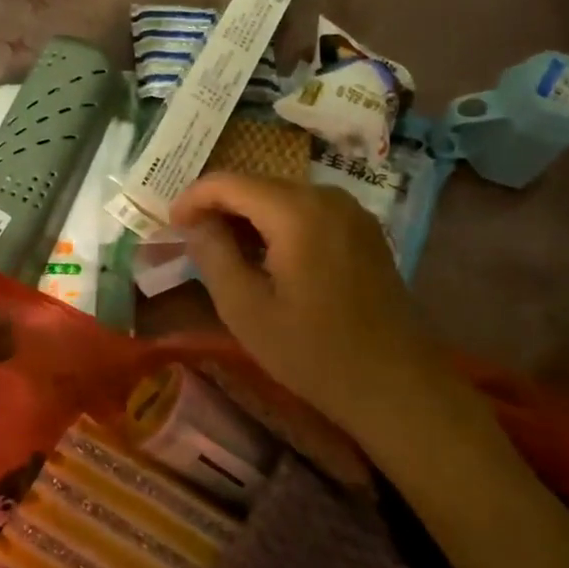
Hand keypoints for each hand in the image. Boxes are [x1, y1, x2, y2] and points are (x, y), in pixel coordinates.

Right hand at [171, 173, 444, 440]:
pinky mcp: (363, 229)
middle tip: (193, 241)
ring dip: (248, 215)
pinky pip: (307, 210)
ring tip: (225, 251)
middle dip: (219, 206)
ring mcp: (351, 210)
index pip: (228, 182)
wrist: (397, 385)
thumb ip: (213, 254)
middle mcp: (326, 196)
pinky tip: (267, 257)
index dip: (193, 198)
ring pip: (282, 195)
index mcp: (296, 211)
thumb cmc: (314, 352)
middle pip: (256, 184)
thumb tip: (195, 223)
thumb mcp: (246, 309)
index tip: (171, 226)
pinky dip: (278, 223)